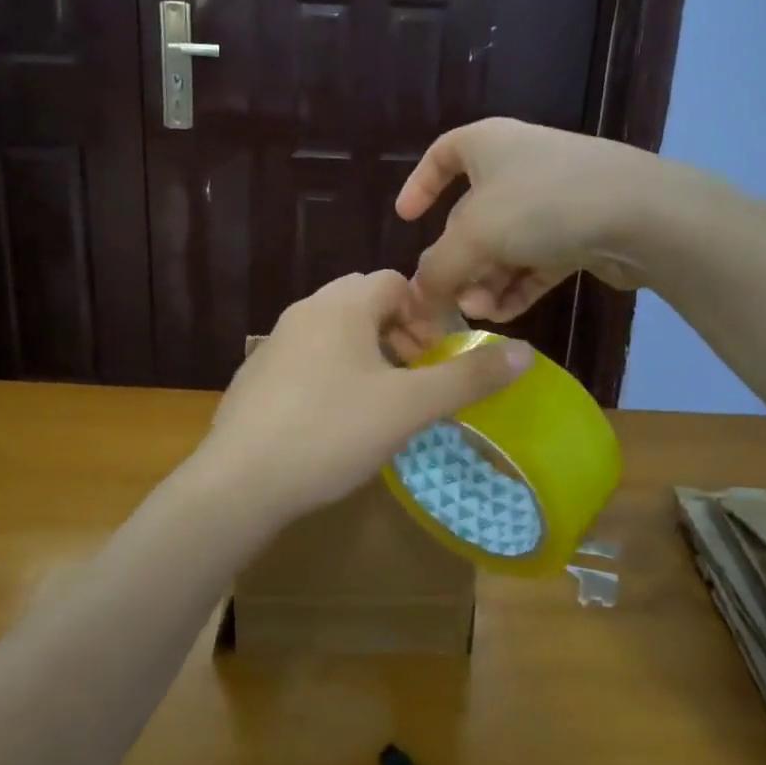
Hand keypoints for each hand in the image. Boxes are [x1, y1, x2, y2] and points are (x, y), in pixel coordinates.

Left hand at [195, 270, 531, 523]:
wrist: (239, 482)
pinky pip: (307, 358)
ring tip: (382, 402)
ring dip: (367, 355)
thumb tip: (525, 352)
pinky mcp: (256, 376)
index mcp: (341, 305)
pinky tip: (336, 421)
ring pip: (335, 332)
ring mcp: (274, 343)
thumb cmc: (331, 432)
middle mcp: (305, 311)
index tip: (436, 357)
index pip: (395, 282)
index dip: (426, 313)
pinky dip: (333, 374)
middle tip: (415, 379)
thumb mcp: (409, 407)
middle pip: (365, 303)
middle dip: (399, 334)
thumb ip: (467, 377)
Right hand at [396, 118, 666, 321]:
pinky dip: (516, 286)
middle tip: (448, 297)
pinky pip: (535, 261)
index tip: (405, 217)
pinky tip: (504, 316)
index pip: (442, 153)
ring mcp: (553, 199)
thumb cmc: (541, 204)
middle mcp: (518, 165)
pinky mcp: (580, 230)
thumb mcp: (473, 235)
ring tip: (480, 313)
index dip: (420, 183)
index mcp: (487, 145)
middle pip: (471, 215)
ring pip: (504, 244)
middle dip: (457, 260)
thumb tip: (419, 294)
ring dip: (485, 281)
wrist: (640, 214)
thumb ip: (437, 268)